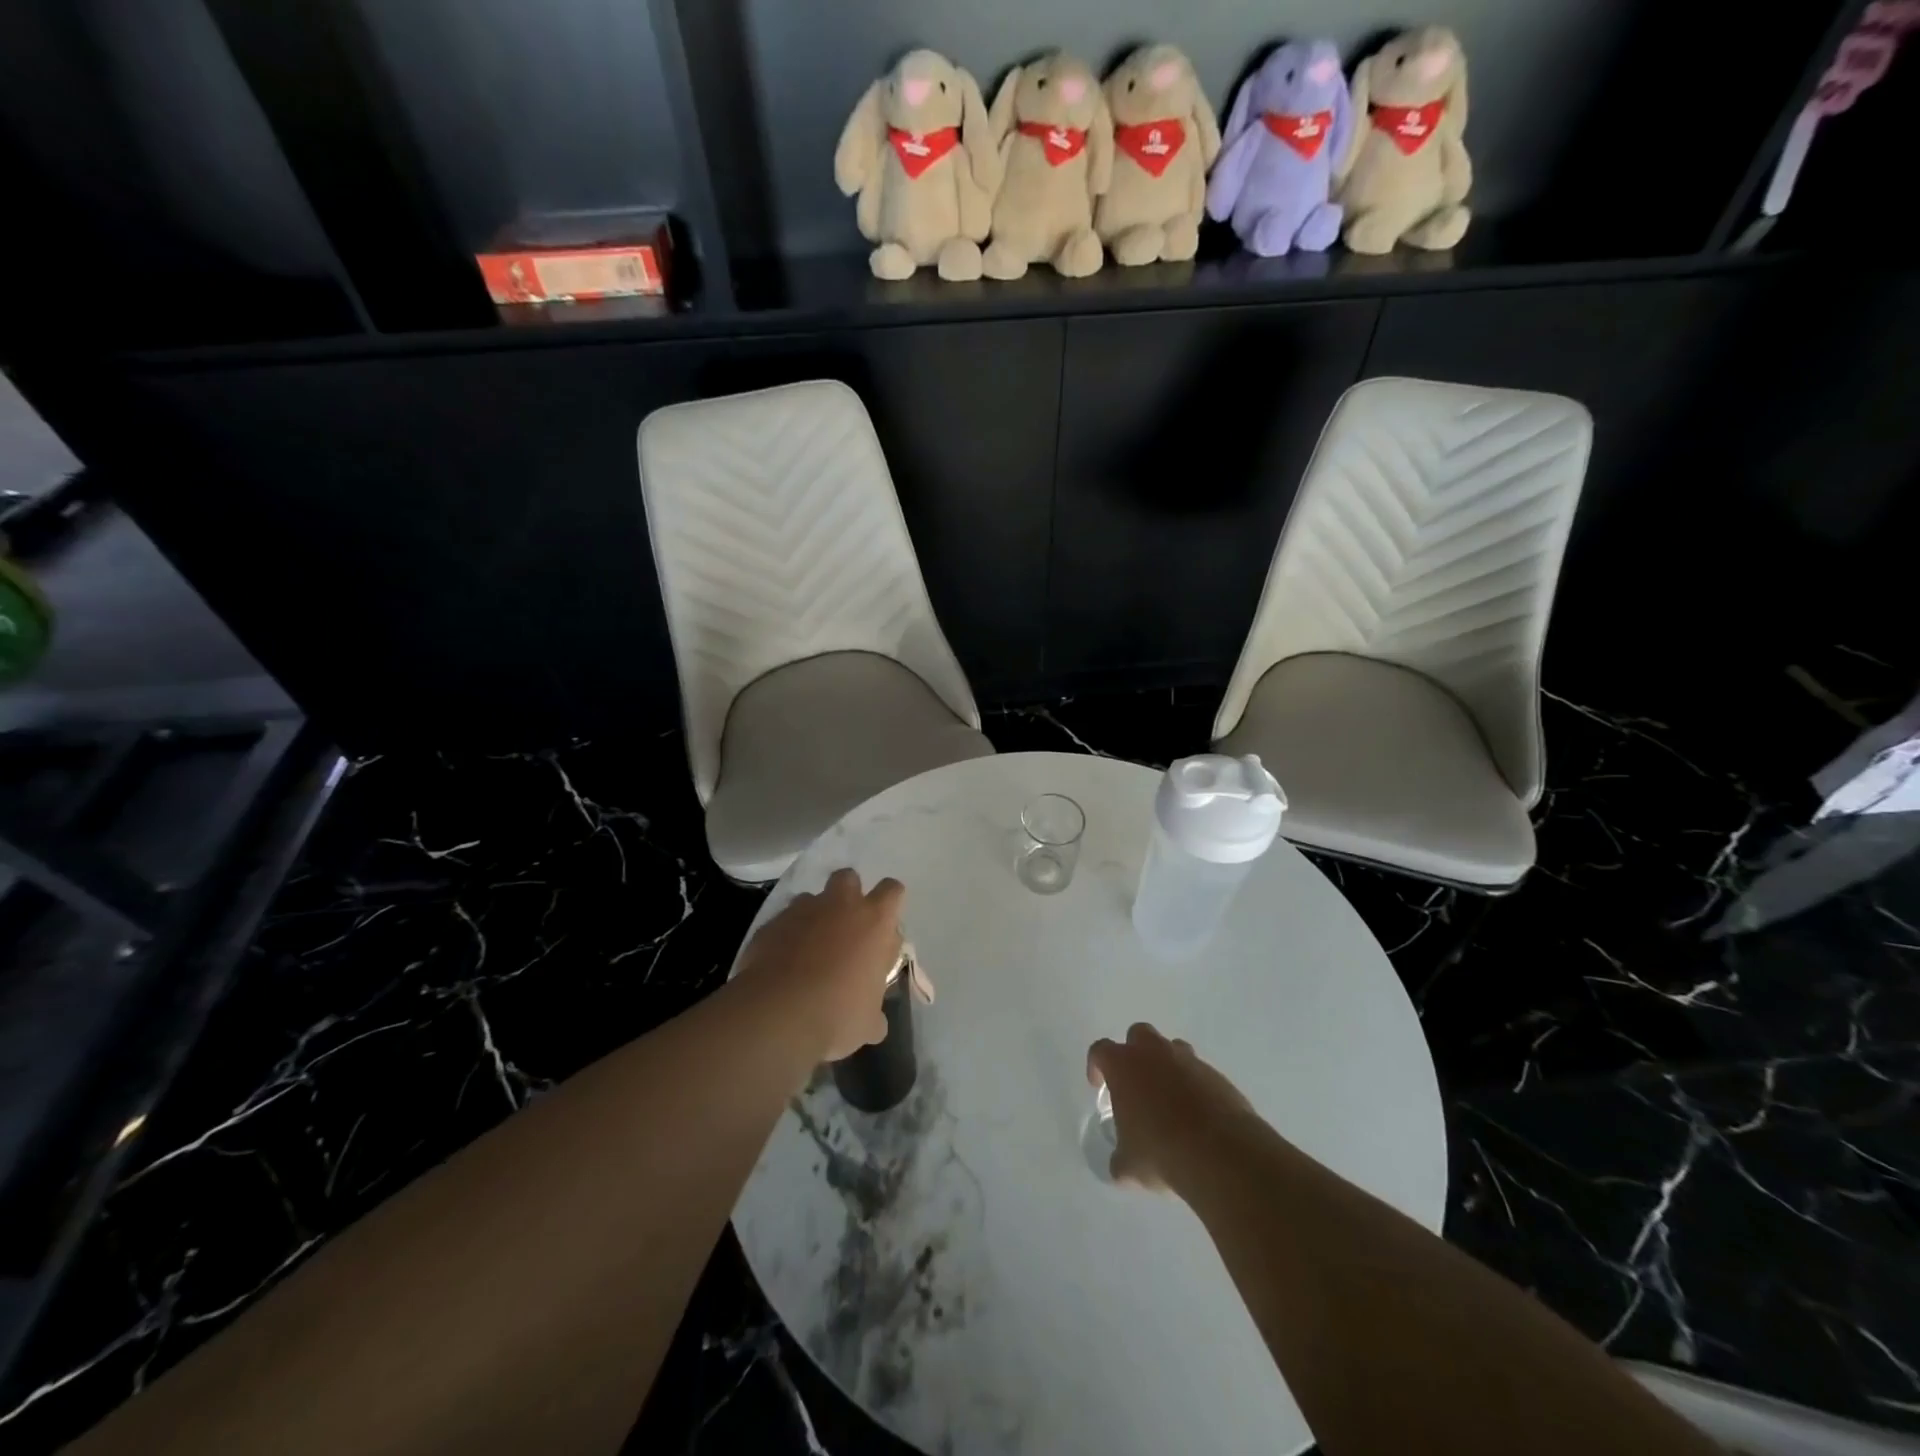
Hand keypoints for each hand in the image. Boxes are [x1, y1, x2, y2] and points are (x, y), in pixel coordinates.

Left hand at [737, 868, 904, 1062]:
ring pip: (811, 898)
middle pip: (848, 878)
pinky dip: (785, 935)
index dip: (889, 903)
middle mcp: (839, 905)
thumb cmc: (838, 1013)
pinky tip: (782, 963)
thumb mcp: (868, 1022)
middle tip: (846, 927)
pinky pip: (782, 921)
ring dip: (814, 916)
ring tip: (810, 947)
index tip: (884, 924)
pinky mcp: (770, 924)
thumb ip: (875, 1013)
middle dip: (848, 895)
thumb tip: (875, 1022)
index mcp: (874, 922)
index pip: (892, 890)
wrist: (778, 1013)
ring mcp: (801, 911)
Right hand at [1087, 1023, 1255, 1190]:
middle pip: (1139, 1035)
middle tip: (1136, 1083)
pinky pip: (1200, 1074)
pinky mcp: (1218, 1076)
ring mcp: (1189, 1061)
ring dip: (1168, 1067)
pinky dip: (1195, 1087)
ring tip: (1170, 1101)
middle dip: (1135, 1053)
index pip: (1100, 1050)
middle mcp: (1154, 1053)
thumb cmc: (1161, 1152)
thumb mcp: (1129, 1165)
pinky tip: (1198, 1117)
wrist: (1220, 1154)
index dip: (1096, 1066)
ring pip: (1173, 1050)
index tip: (1099, 1085)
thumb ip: (1120, 1158)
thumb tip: (1120, 1166)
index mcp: (1124, 1065)